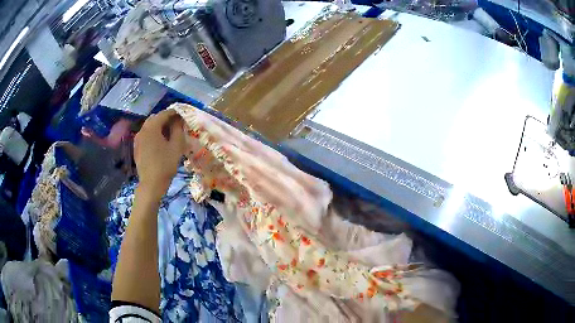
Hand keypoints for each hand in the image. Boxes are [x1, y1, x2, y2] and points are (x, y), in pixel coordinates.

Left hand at [134, 110, 185, 198]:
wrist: (151, 184)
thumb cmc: (165, 165)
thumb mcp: (176, 146)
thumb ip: (178, 129)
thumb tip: (179, 119)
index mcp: (152, 126)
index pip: (165, 113)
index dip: (175, 113)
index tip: (184, 116)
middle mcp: (143, 129)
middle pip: (156, 118)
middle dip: (166, 119)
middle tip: (177, 125)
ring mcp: (138, 138)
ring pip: (150, 126)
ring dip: (159, 126)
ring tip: (169, 134)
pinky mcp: (136, 146)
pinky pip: (146, 135)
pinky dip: (153, 134)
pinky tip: (160, 143)